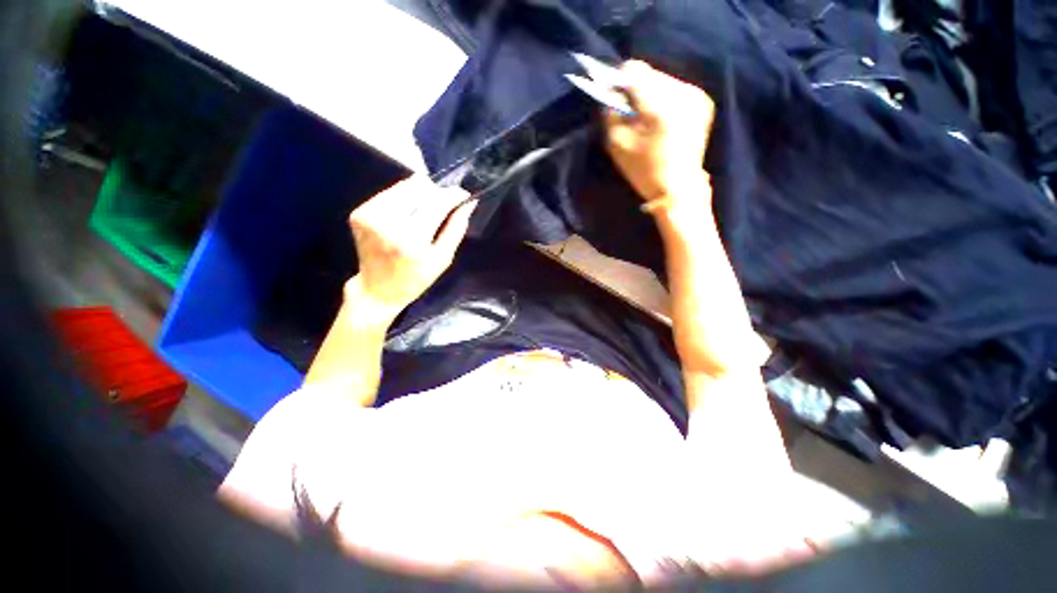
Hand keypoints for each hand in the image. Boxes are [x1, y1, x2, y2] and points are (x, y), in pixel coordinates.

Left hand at [347, 175, 476, 316]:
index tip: (463, 194)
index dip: (452, 195)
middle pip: (419, 188)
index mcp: (411, 240)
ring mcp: (369, 216)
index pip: (436, 203)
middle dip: (437, 193)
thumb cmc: (416, 278)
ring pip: (404, 186)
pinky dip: (404, 199)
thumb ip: (456, 229)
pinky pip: (390, 193)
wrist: (377, 290)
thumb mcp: (443, 259)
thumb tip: (468, 203)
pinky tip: (408, 215)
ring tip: (426, 212)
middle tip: (445, 206)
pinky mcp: (359, 212)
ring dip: (421, 194)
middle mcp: (387, 223)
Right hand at [604, 60, 714, 201]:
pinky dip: (664, 99)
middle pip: (650, 74)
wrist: (679, 188)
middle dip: (635, 88)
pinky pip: (676, 89)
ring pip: (663, 80)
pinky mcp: (703, 101)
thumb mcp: (618, 145)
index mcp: (660, 106)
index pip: (635, 71)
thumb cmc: (645, 171)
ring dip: (650, 94)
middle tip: (629, 111)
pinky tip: (661, 120)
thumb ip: (612, 114)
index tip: (613, 93)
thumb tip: (612, 95)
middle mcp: (682, 93)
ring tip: (645, 118)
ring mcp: (696, 96)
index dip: (619, 78)